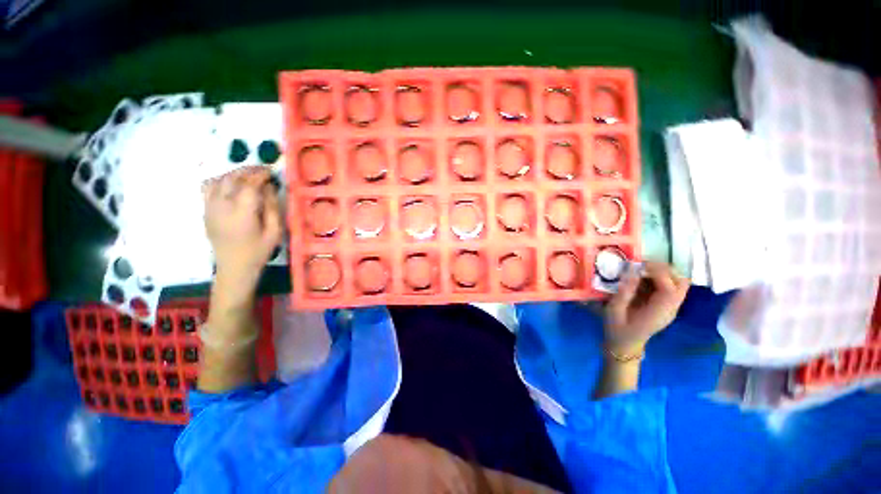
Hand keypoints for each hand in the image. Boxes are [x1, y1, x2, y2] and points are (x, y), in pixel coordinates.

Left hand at [203, 167, 282, 305]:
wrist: (234, 267)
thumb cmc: (258, 251)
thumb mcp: (274, 231)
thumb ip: (272, 207)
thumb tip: (269, 187)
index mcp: (242, 212)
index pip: (249, 184)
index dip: (261, 175)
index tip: (272, 172)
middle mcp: (222, 206)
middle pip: (232, 178)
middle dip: (248, 170)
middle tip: (263, 170)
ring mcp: (210, 207)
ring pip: (218, 179)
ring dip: (234, 173)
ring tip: (248, 175)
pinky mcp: (205, 211)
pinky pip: (207, 187)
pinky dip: (219, 180)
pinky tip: (230, 183)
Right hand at [604, 261, 689, 353]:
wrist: (624, 346)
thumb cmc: (616, 329)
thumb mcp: (614, 311)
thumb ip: (624, 292)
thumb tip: (631, 272)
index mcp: (659, 312)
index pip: (670, 288)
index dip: (658, 272)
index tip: (639, 264)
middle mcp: (670, 308)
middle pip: (681, 282)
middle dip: (664, 269)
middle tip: (642, 265)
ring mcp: (670, 307)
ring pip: (678, 282)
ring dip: (662, 272)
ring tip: (640, 269)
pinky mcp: (665, 305)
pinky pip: (669, 286)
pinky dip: (658, 278)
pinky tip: (641, 278)